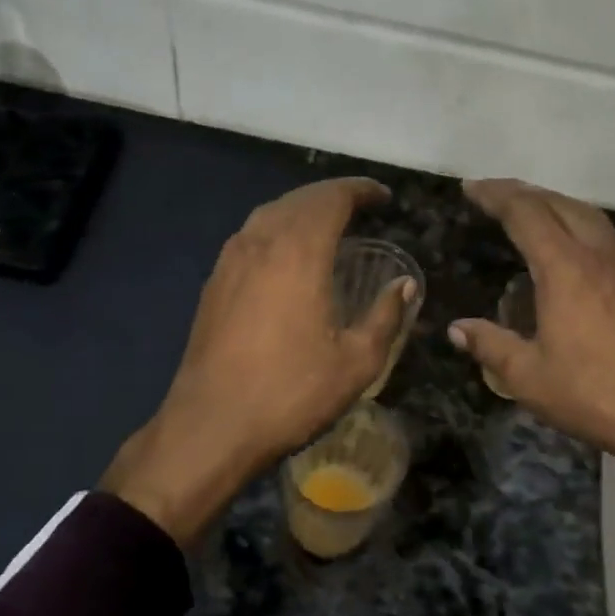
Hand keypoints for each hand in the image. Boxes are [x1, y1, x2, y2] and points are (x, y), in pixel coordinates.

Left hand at [102, 177, 414, 544]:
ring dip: (302, 208)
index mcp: (298, 252)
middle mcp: (261, 242)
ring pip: (270, 213)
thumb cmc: (290, 393)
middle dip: (333, 195)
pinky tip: (288, 254)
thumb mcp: (356, 363)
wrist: (211, 425)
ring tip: (328, 224)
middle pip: (299, 199)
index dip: (360, 190)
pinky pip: (251, 235)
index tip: (384, 197)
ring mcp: (231, 260)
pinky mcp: (214, 282)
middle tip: (362, 206)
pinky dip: (277, 228)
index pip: (331, 198)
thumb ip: (385, 317)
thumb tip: (403, 285)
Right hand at [449, 179, 614, 537]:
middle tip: (493, 192)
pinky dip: (579, 224)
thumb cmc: (593, 395)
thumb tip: (457, 330)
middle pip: (559, 203)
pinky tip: (571, 245)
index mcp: (566, 269)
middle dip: (523, 191)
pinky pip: (606, 235)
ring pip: (588, 215)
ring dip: (554, 203)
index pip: (526, 214)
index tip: (471, 188)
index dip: (496, 196)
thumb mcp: (529, 377)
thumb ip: (490, 346)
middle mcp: (599, 256)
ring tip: (529, 208)